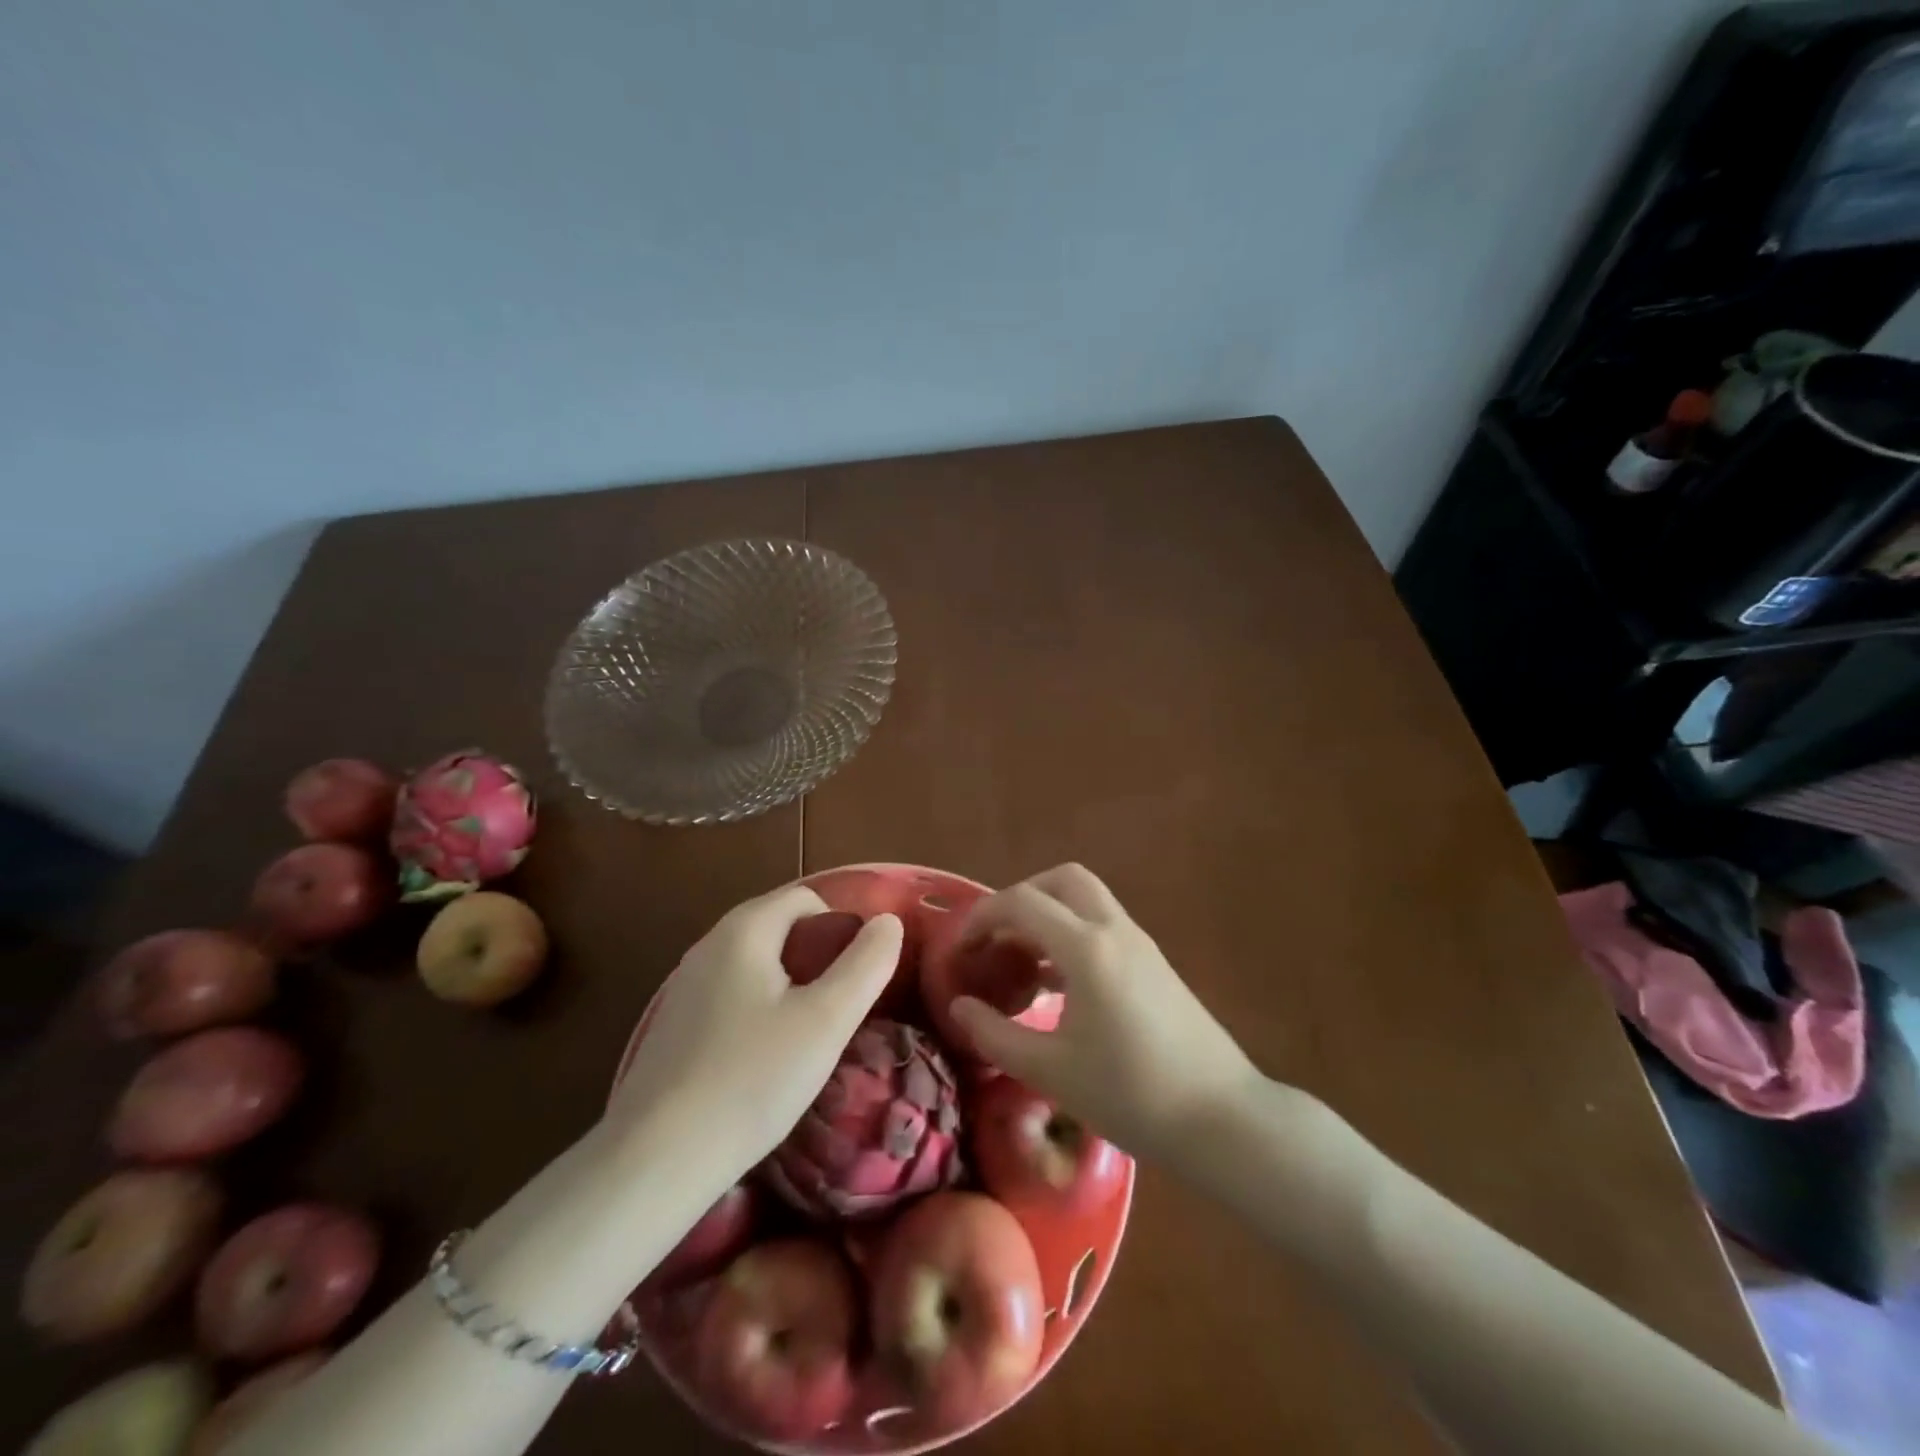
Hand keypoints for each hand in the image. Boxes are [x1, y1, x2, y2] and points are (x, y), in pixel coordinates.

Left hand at [608, 885, 901, 1177]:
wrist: (656, 1160)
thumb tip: (888, 922)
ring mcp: (685, 985)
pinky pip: (732, 995)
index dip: (842, 927)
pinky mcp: (675, 1024)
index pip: (807, 898)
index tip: (858, 978)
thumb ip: (866, 964)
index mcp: (744, 929)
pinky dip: (760, 1010)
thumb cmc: (752, 1079)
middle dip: (818, 958)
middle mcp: (709, 944)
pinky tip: (765, 1059)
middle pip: (780, 928)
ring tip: (808, 1037)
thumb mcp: (827, 1020)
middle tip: (839, 1011)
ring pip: (757, 965)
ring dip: (791, 986)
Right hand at [948, 864, 1260, 1162]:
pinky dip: (1072, 936)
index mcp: (1087, 948)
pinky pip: (1104, 927)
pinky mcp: (1155, 964)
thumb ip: (995, 1034)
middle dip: (1022, 898)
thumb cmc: (1131, 1095)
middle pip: (1062, 880)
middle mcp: (1115, 930)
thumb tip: (959, 1006)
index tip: (959, 949)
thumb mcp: (1051, 1071)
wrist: (1222, 1120)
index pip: (1022, 902)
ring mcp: (1141, 944)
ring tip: (1020, 963)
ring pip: (1087, 901)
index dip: (982, 917)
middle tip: (997, 938)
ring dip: (1049, 916)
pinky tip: (1057, 985)